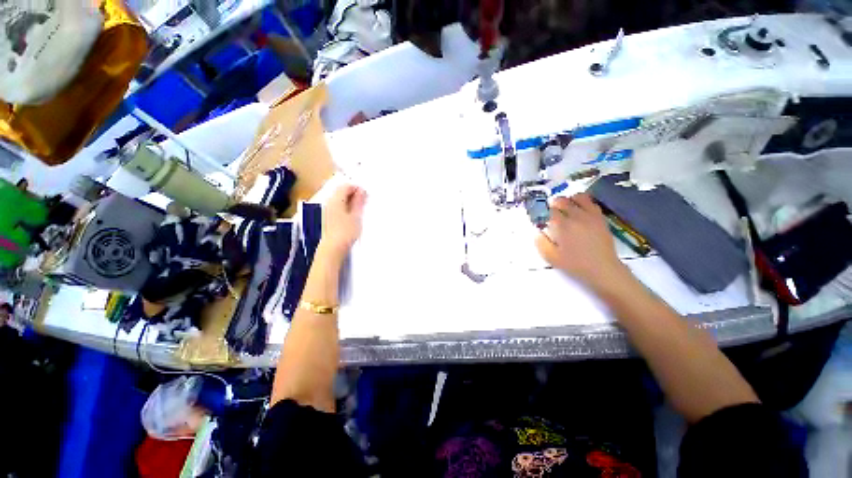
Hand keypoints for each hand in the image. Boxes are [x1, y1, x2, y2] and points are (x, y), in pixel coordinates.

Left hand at [318, 184, 366, 260]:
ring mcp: (326, 211)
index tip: (366, 195)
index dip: (357, 188)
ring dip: (349, 202)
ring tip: (359, 210)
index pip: (345, 186)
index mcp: (335, 200)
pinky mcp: (326, 219)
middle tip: (364, 202)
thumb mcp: (356, 216)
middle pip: (340, 192)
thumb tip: (361, 191)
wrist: (332, 249)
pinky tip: (351, 217)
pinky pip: (336, 208)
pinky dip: (345, 208)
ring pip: (338, 200)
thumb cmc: (345, 232)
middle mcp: (328, 203)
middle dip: (353, 194)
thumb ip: (359, 202)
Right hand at [535, 193, 631, 293]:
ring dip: (569, 200)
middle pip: (563, 201)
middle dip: (554, 203)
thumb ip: (541, 242)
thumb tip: (537, 231)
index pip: (550, 211)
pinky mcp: (600, 218)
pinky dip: (583, 202)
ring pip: (578, 197)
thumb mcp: (551, 257)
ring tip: (565, 207)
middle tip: (551, 210)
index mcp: (563, 226)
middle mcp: (576, 217)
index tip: (541, 217)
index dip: (543, 212)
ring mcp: (590, 216)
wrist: (602, 269)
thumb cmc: (574, 264)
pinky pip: (591, 203)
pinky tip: (579, 209)